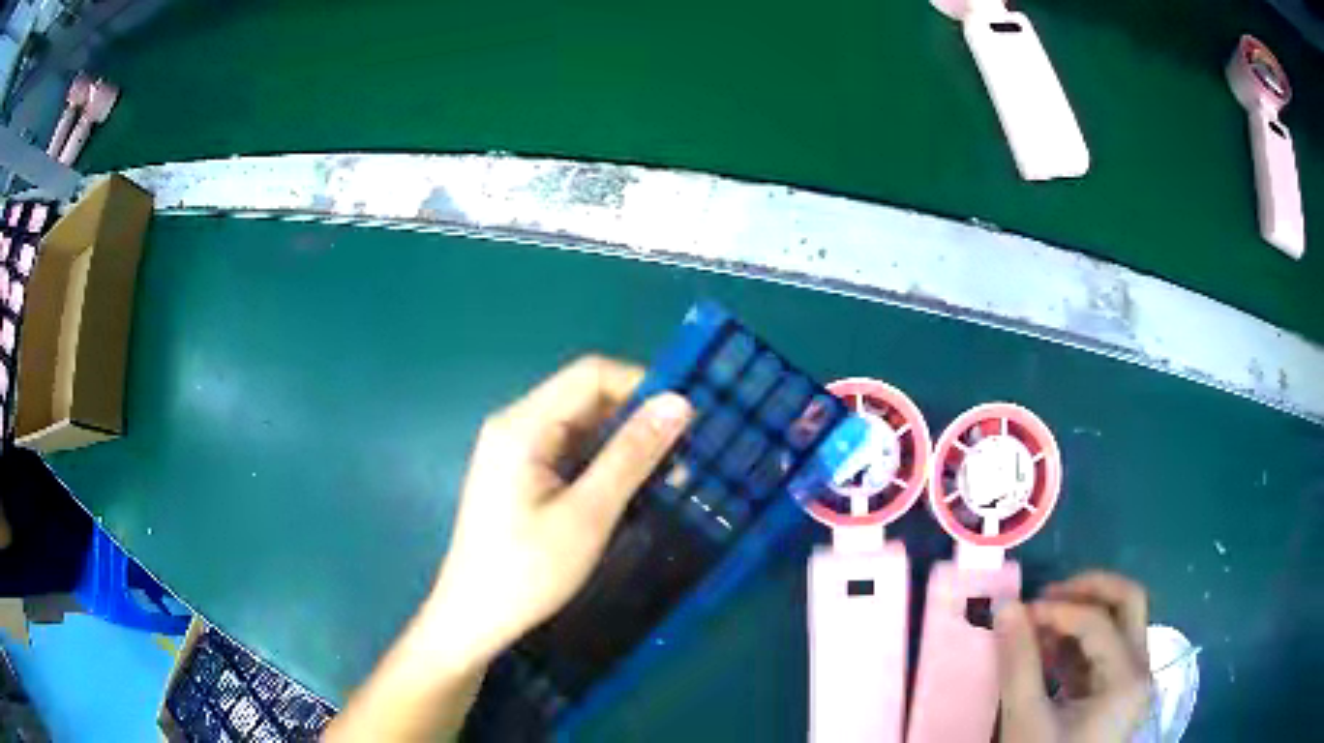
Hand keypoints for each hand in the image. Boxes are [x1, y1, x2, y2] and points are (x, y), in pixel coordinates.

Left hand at [422, 355, 692, 668]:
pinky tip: (633, 488)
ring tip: (669, 473)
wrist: (475, 617)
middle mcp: (517, 425)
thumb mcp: (588, 514)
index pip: (591, 375)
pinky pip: (571, 450)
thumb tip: (679, 402)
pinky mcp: (522, 473)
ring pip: (583, 425)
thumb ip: (632, 455)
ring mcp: (517, 449)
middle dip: (638, 418)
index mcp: (523, 424)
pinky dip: (605, 462)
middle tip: (685, 453)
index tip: (687, 419)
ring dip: (625, 443)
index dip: (643, 385)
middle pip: (587, 397)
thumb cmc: (528, 570)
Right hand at [995, 571, 1152, 742]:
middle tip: (1046, 595)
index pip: (1097, 622)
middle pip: (1128, 603)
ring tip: (1039, 625)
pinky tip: (1046, 650)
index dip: (1057, 610)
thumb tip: (1006, 606)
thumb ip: (1018, 663)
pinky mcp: (1116, 693)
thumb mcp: (1026, 719)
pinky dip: (1077, 644)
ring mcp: (1131, 681)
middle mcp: (1140, 670)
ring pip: (1119, 624)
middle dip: (1087, 590)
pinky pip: (1104, 652)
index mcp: (1127, 678)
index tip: (1018, 613)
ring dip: (1081, 615)